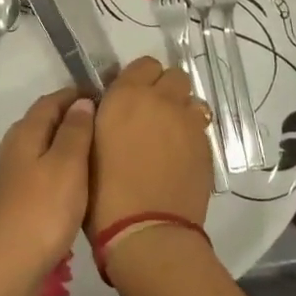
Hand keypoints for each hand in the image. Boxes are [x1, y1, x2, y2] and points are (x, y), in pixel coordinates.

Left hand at [0, 88, 94, 295]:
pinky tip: (79, 183)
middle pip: (45, 122)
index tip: (104, 95)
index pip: (51, 101)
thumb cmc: (42, 210)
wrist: (7, 265)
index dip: (76, 95)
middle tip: (106, 121)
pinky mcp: (18, 201)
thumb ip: (75, 131)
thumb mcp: (67, 165)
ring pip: (43, 148)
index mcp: (26, 132)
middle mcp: (15, 148)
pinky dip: (62, 168)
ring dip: (67, 144)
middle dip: (72, 117)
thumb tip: (81, 102)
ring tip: (99, 150)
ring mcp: (13, 176)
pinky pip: (43, 172)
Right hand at [88, 56, 214, 239]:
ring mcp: (189, 124)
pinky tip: (179, 158)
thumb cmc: (103, 191)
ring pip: (192, 101)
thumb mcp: (88, 145)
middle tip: (150, 114)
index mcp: (127, 95)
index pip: (144, 64)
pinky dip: (191, 136)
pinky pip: (200, 129)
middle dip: (165, 89)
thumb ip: (102, 117)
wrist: (146, 231)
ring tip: (169, 136)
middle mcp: (163, 100)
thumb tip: (108, 107)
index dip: (138, 79)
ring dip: (181, 111)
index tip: (129, 97)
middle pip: (175, 76)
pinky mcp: (207, 148)